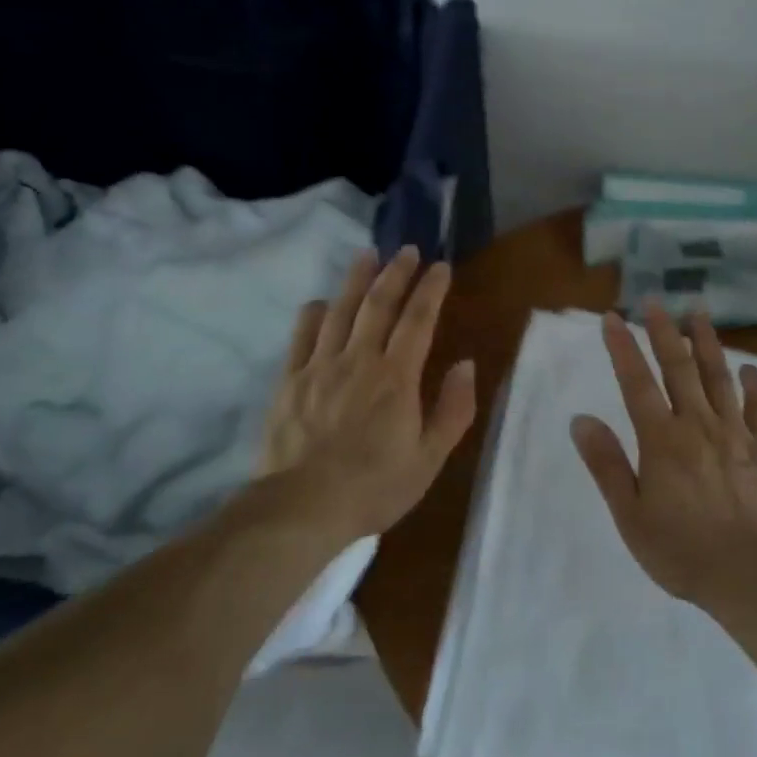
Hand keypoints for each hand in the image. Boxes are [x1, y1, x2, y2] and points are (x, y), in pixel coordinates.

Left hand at [262, 245, 475, 540]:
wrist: (302, 507)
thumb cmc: (374, 486)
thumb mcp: (429, 458)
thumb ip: (452, 409)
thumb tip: (466, 364)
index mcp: (397, 377)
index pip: (418, 320)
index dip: (431, 289)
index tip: (441, 266)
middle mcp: (359, 359)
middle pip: (379, 304)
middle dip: (396, 273)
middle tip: (407, 249)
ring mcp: (320, 366)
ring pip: (341, 310)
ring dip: (356, 280)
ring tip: (367, 255)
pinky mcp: (290, 380)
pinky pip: (302, 335)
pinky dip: (314, 313)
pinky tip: (321, 303)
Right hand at [572, 303, 756, 603]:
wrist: (751, 576)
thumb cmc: (681, 549)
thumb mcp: (630, 514)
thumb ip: (606, 464)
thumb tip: (581, 419)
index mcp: (662, 439)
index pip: (636, 382)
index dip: (622, 347)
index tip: (612, 317)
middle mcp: (697, 424)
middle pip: (678, 368)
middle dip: (664, 331)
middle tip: (655, 301)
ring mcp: (735, 433)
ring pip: (719, 377)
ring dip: (707, 343)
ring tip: (699, 314)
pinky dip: (756, 385)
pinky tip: (752, 368)